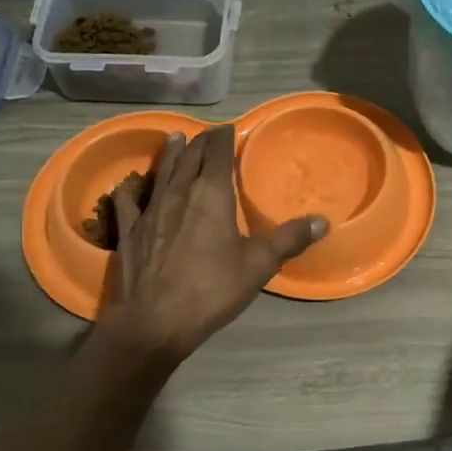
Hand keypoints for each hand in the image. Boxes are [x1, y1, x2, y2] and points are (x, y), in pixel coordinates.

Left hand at [100, 126, 326, 365]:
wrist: (155, 320)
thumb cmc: (212, 289)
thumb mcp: (259, 265)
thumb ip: (289, 239)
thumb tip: (323, 221)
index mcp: (211, 194)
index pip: (217, 153)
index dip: (223, 138)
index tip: (229, 129)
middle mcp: (179, 193)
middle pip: (189, 158)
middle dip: (201, 143)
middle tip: (209, 135)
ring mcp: (150, 210)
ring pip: (162, 172)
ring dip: (171, 154)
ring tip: (176, 139)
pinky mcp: (130, 231)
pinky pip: (128, 200)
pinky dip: (132, 187)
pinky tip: (131, 182)